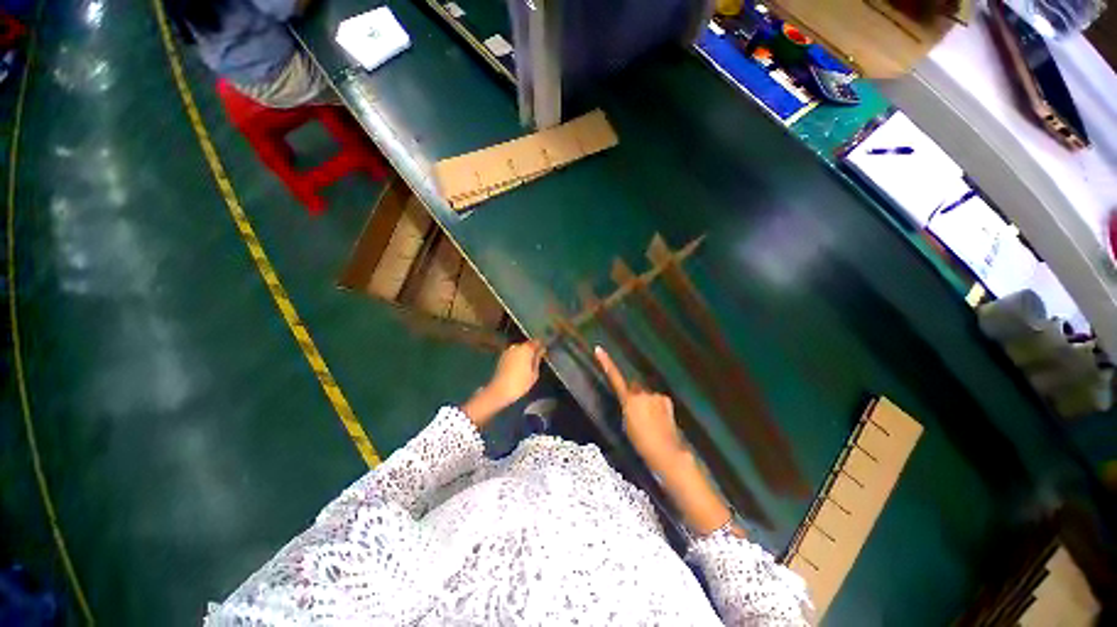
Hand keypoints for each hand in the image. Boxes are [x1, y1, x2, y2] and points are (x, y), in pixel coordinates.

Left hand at [463, 341, 544, 425]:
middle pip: (528, 345)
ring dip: (524, 355)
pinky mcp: (502, 357)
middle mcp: (516, 346)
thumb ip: (538, 360)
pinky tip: (518, 368)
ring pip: (520, 350)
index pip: (537, 341)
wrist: (499, 391)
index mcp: (526, 349)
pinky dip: (517, 358)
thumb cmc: (520, 383)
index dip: (541, 346)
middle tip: (536, 361)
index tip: (544, 353)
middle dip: (532, 351)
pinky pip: (513, 354)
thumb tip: (541, 352)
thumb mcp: (534, 374)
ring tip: (527, 366)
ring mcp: (508, 351)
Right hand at [595, 346, 685, 470]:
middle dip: (634, 394)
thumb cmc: (640, 442)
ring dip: (647, 403)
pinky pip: (657, 400)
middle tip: (636, 413)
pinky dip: (657, 407)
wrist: (665, 451)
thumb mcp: (627, 425)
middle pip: (634, 387)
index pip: (614, 377)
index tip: (599, 349)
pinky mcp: (666, 399)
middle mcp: (641, 393)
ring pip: (647, 395)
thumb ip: (628, 409)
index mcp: (628, 400)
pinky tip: (661, 421)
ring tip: (651, 422)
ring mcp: (655, 395)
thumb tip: (632, 404)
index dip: (606, 362)